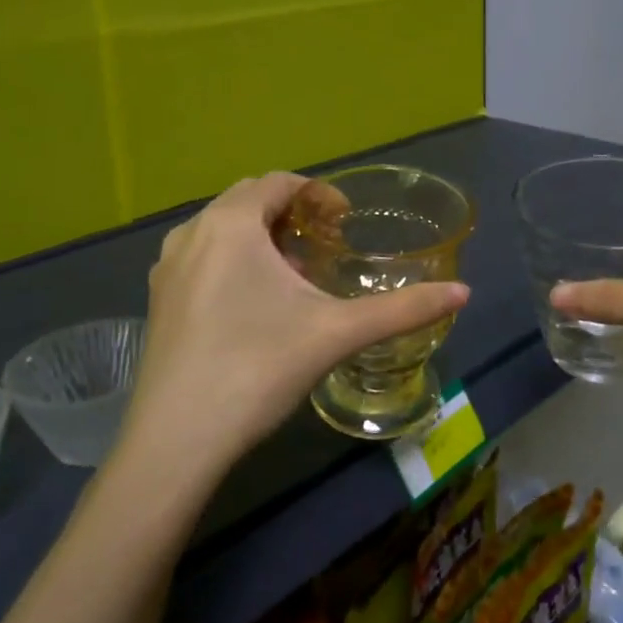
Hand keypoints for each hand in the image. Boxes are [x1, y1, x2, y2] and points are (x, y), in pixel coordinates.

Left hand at [120, 173, 469, 481]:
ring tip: (294, 274)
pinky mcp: (158, 299)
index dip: (320, 193)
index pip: (280, 182)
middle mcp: (192, 232)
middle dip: (292, 213)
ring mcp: (168, 267)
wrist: (176, 440)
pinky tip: (255, 304)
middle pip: (250, 199)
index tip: (346, 222)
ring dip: (262, 236)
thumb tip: (464, 293)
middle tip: (326, 246)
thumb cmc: (258, 368)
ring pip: (222, 228)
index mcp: (232, 223)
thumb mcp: (337, 333)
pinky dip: (234, 259)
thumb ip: (403, 309)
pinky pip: (202, 256)